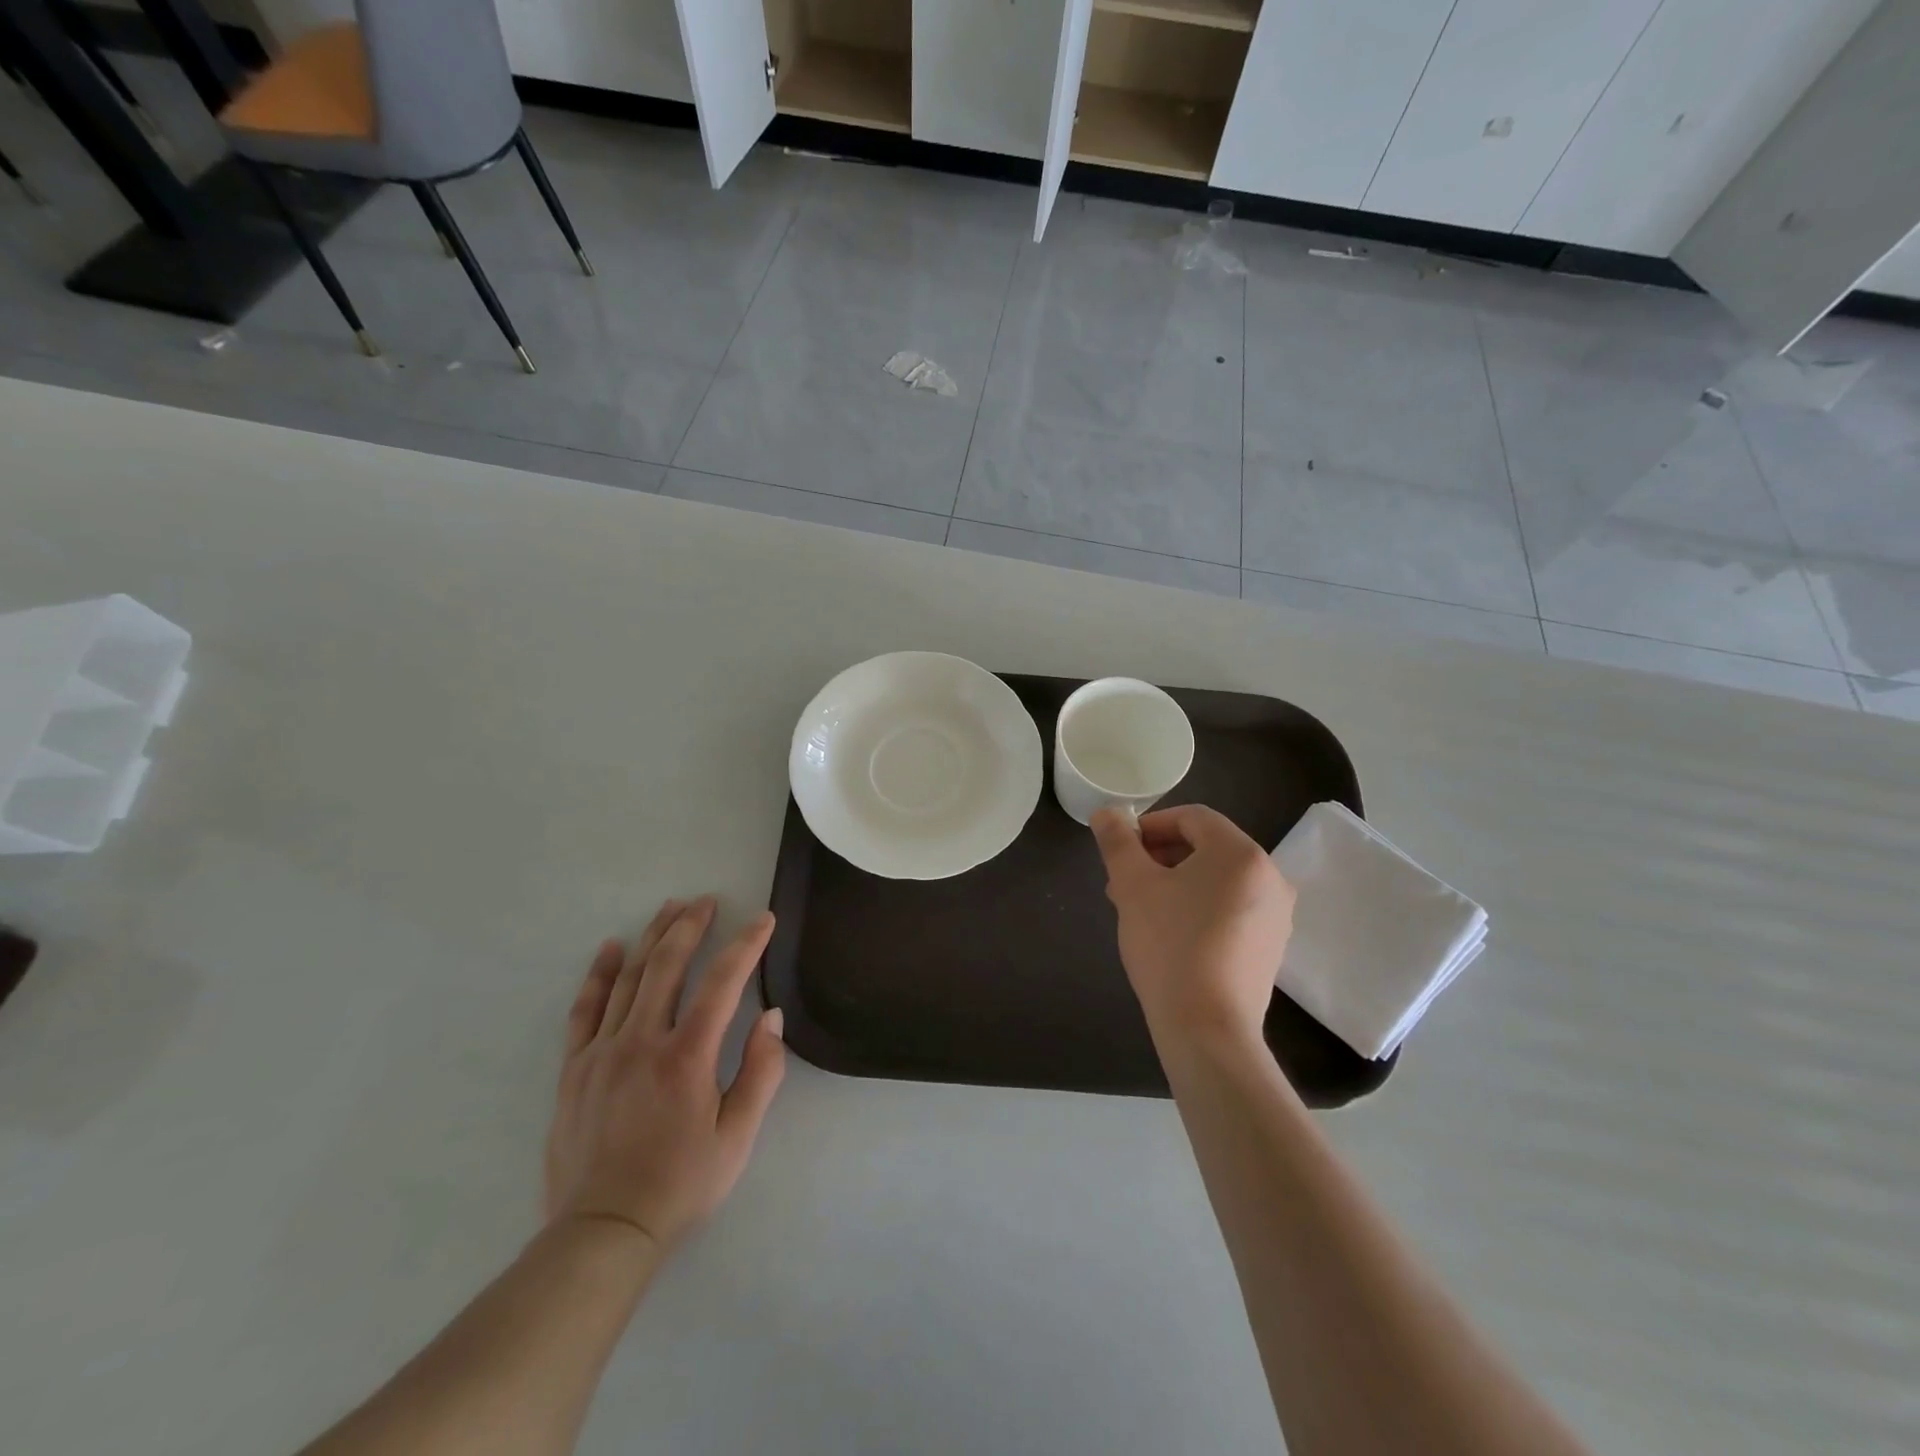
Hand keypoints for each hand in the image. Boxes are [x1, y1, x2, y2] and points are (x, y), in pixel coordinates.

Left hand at [543, 897, 786, 1252]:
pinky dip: (600, 974)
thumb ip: (761, 1072)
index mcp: (687, 1056)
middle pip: (668, 965)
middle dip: (691, 926)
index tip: (763, 920)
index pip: (723, 982)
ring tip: (670, 908)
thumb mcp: (738, 1137)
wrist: (604, 1233)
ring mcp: (602, 1051)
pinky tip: (611, 949)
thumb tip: (772, 1017)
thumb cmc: (681, 1184)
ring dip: (652, 937)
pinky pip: (586, 1009)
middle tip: (707, 901)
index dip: (746, 944)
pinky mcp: (574, 1068)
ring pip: (630, 977)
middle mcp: (642, 1041)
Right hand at [1091, 805, 1294, 1048]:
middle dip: (1160, 857)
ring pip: (1217, 880)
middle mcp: (1270, 876)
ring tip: (1139, 908)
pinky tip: (1169, 932)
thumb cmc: (1169, 945)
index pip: (1192, 818)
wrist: (1208, 1029)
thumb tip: (1106, 813)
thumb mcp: (1133, 885)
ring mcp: (1276, 914)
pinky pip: (1231, 908)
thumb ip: (1117, 842)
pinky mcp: (1271, 945)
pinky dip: (1199, 906)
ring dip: (1176, 882)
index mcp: (1241, 853)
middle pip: (1207, 847)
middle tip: (1123, 881)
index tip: (1121, 850)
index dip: (1151, 826)